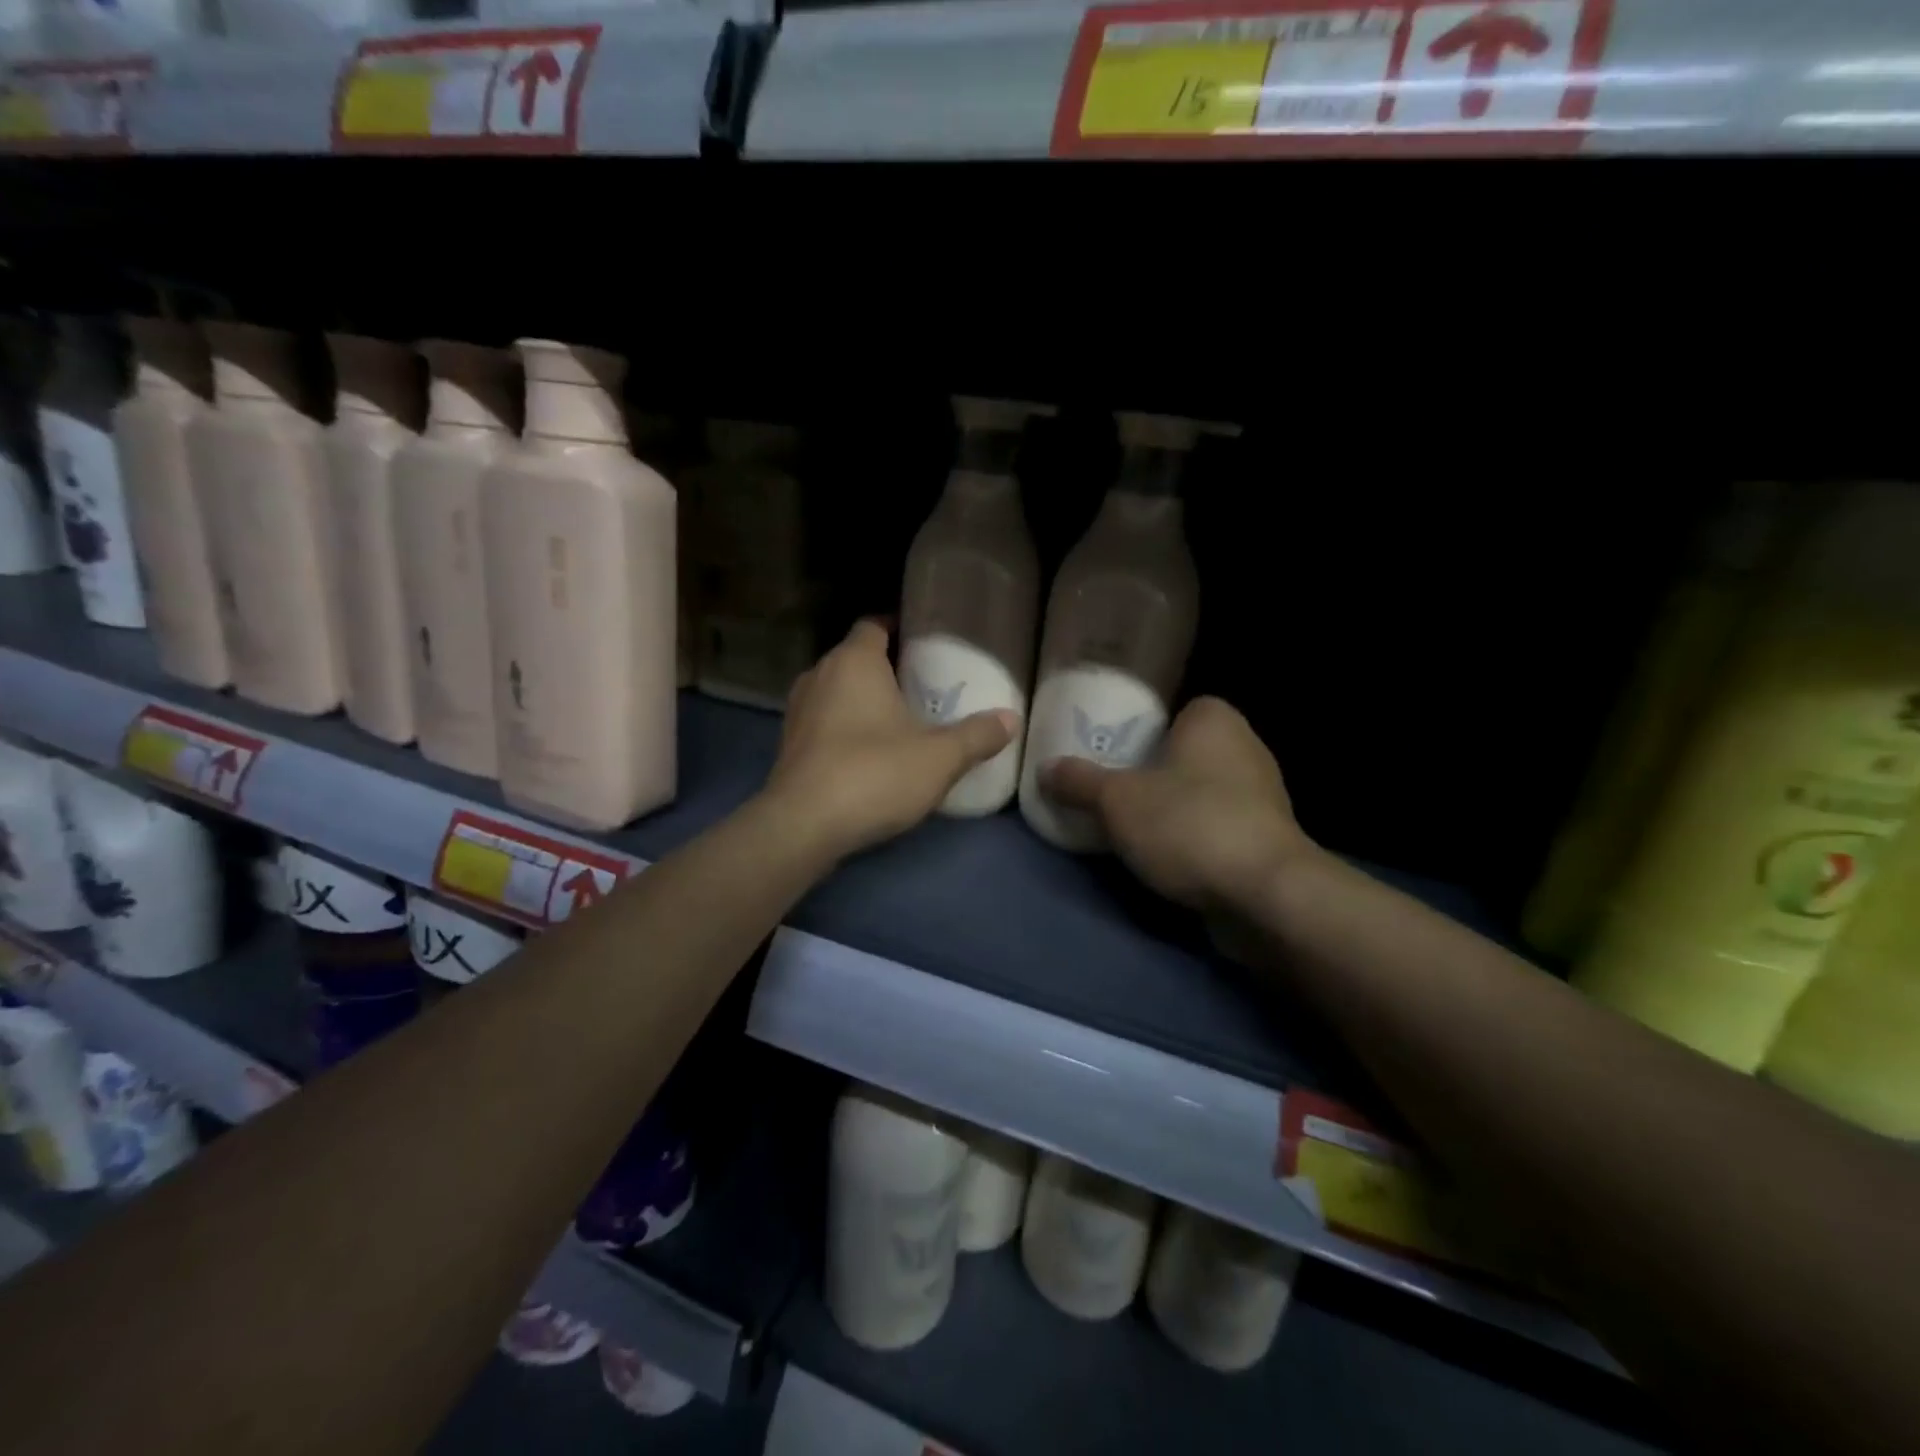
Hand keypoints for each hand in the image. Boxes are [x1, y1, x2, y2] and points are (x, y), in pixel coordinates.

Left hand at [764, 621, 1016, 862]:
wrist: (802, 826)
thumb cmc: (874, 774)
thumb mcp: (939, 758)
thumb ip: (977, 735)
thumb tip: (1011, 719)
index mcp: (853, 661)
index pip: (873, 625)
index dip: (898, 627)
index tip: (925, 641)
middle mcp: (818, 675)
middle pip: (855, 658)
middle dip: (885, 667)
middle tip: (922, 684)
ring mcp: (797, 711)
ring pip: (836, 691)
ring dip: (862, 700)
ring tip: (898, 718)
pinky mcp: (788, 745)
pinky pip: (823, 722)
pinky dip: (844, 727)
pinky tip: (868, 752)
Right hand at [1041, 696, 1311, 913]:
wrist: (1265, 893)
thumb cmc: (1188, 823)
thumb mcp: (1116, 801)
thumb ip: (1079, 782)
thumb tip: (1045, 769)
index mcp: (1214, 719)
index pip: (1172, 710)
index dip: (1141, 730)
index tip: (1111, 755)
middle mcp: (1245, 746)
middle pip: (1183, 753)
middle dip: (1152, 772)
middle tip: (1111, 791)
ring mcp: (1263, 794)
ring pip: (1201, 791)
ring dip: (1173, 808)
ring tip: (1131, 828)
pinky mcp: (1268, 837)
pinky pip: (1217, 825)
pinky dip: (1194, 836)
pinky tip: (1167, 857)